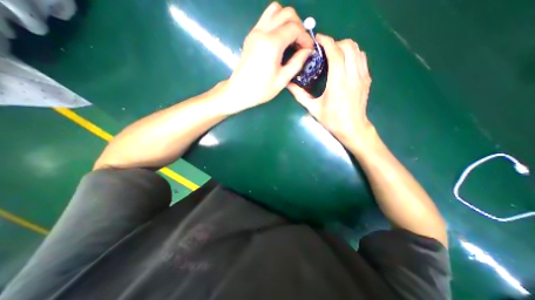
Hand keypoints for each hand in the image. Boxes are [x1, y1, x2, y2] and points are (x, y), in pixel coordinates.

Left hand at [222, 2, 313, 114]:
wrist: (239, 91)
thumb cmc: (261, 90)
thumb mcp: (282, 80)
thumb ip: (297, 63)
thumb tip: (307, 51)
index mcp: (271, 44)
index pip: (294, 28)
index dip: (305, 37)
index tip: (308, 49)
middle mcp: (262, 32)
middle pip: (286, 13)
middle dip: (299, 25)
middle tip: (301, 43)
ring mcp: (254, 32)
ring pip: (275, 10)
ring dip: (287, 20)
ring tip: (291, 38)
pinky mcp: (251, 36)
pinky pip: (266, 19)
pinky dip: (277, 23)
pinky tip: (280, 39)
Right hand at [288, 34, 374, 151]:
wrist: (352, 128)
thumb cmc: (332, 120)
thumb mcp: (313, 108)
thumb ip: (300, 95)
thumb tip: (289, 85)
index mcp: (338, 83)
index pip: (336, 53)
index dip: (327, 42)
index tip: (318, 40)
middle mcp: (353, 76)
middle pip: (349, 46)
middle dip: (335, 43)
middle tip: (324, 50)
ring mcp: (362, 76)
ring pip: (358, 49)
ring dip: (345, 47)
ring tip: (334, 55)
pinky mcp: (367, 79)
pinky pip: (362, 58)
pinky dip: (352, 54)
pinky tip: (344, 63)